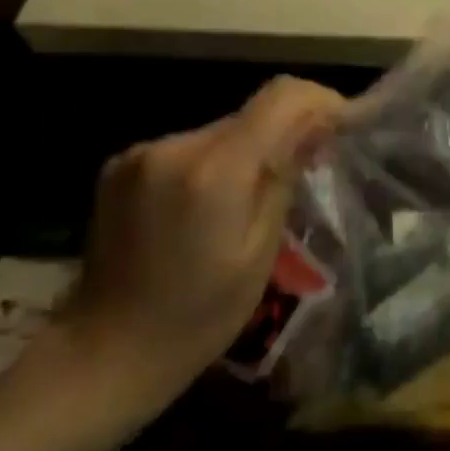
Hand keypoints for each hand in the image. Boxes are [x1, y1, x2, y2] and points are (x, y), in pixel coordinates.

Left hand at [53, 77, 343, 424]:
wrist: (104, 352)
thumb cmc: (198, 317)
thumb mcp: (260, 251)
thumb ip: (285, 177)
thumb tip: (317, 126)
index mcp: (213, 170)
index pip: (281, 98)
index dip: (321, 100)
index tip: (344, 125)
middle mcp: (173, 146)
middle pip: (250, 114)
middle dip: (286, 132)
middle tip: (310, 169)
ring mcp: (141, 153)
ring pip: (221, 130)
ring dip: (249, 149)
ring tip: (257, 198)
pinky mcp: (121, 164)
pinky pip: (189, 146)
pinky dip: (214, 163)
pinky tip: (212, 205)